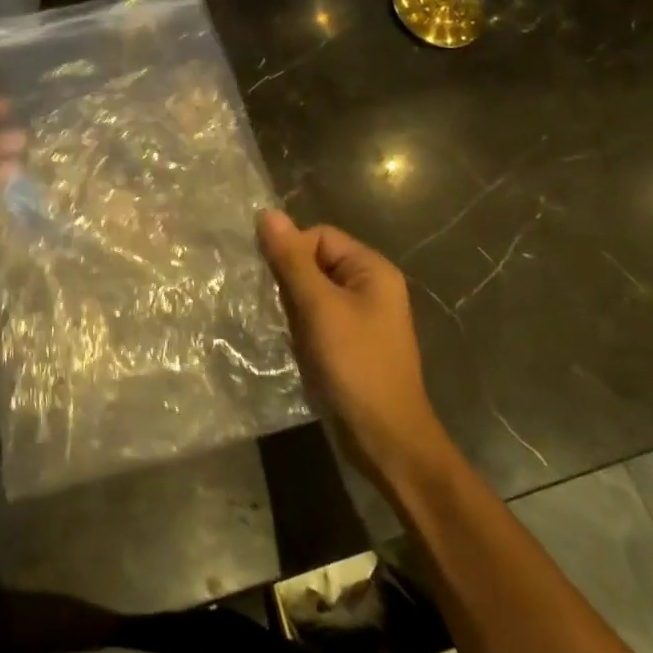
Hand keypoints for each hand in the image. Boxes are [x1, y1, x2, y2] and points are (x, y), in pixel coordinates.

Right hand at [258, 211, 448, 489]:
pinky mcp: (350, 342)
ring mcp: (361, 316)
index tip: (273, 282)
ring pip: (312, 291)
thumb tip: (267, 213)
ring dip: (291, 304)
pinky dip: (299, 324)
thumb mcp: (319, 307)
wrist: (386, 439)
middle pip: (315, 261)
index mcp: (372, 269)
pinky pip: (317, 317)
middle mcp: (370, 286)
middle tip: (274, 305)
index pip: (319, 236)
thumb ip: (292, 260)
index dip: (292, 252)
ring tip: (280, 325)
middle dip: (289, 280)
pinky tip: (289, 341)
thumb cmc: (356, 364)